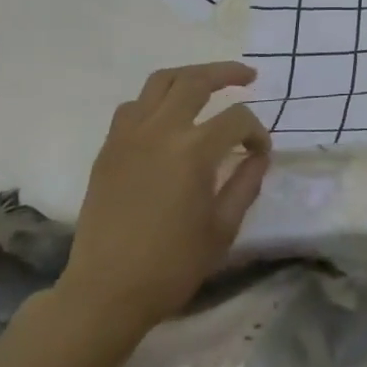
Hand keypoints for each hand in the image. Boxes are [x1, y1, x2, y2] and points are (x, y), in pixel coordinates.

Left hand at [54, 62, 270, 336]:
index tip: (260, 152)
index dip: (257, 131)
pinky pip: (133, 106)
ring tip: (208, 83)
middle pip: (197, 81)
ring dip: (190, 76)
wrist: (105, 292)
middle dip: (228, 73)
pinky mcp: (109, 149)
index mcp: (194, 151)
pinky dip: (155, 100)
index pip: (237, 119)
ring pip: (161, 81)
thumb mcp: (224, 227)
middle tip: (248, 77)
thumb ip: (246, 182)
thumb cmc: (172, 265)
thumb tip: (258, 154)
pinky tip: (168, 115)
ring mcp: (129, 136)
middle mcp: (161, 131)